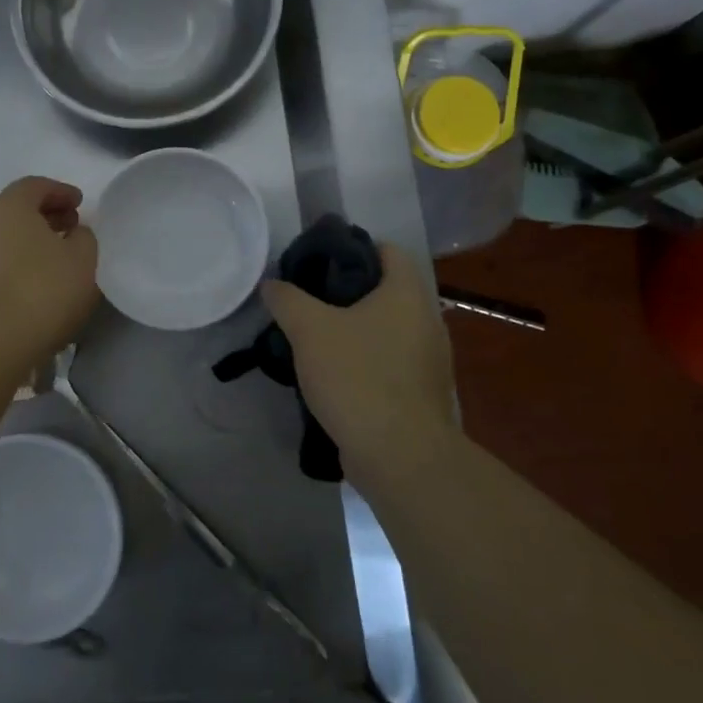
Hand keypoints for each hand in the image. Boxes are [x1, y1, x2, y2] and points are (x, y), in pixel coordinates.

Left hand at [0, 176, 100, 381]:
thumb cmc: (40, 292)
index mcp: (10, 205)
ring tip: (55, 260)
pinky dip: (15, 264)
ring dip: (30, 242)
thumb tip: (74, 234)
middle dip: (46, 216)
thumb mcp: (83, 261)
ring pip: (4, 237)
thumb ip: (84, 238)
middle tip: (71, 229)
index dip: (61, 192)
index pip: (36, 185)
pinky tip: (33, 284)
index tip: (80, 204)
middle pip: (17, 209)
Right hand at [261, 242, 456, 484]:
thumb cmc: (357, 376)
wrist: (399, 455)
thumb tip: (272, 284)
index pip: (387, 250)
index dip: (352, 248)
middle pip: (386, 290)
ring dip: (355, 330)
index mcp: (407, 294)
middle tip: (308, 300)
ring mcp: (429, 361)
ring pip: (387, 329)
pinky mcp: (422, 394)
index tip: (318, 261)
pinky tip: (334, 375)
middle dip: (347, 292)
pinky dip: (365, 361)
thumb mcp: (308, 329)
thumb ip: (287, 299)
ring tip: (315, 338)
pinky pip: (390, 363)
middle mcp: (427, 321)